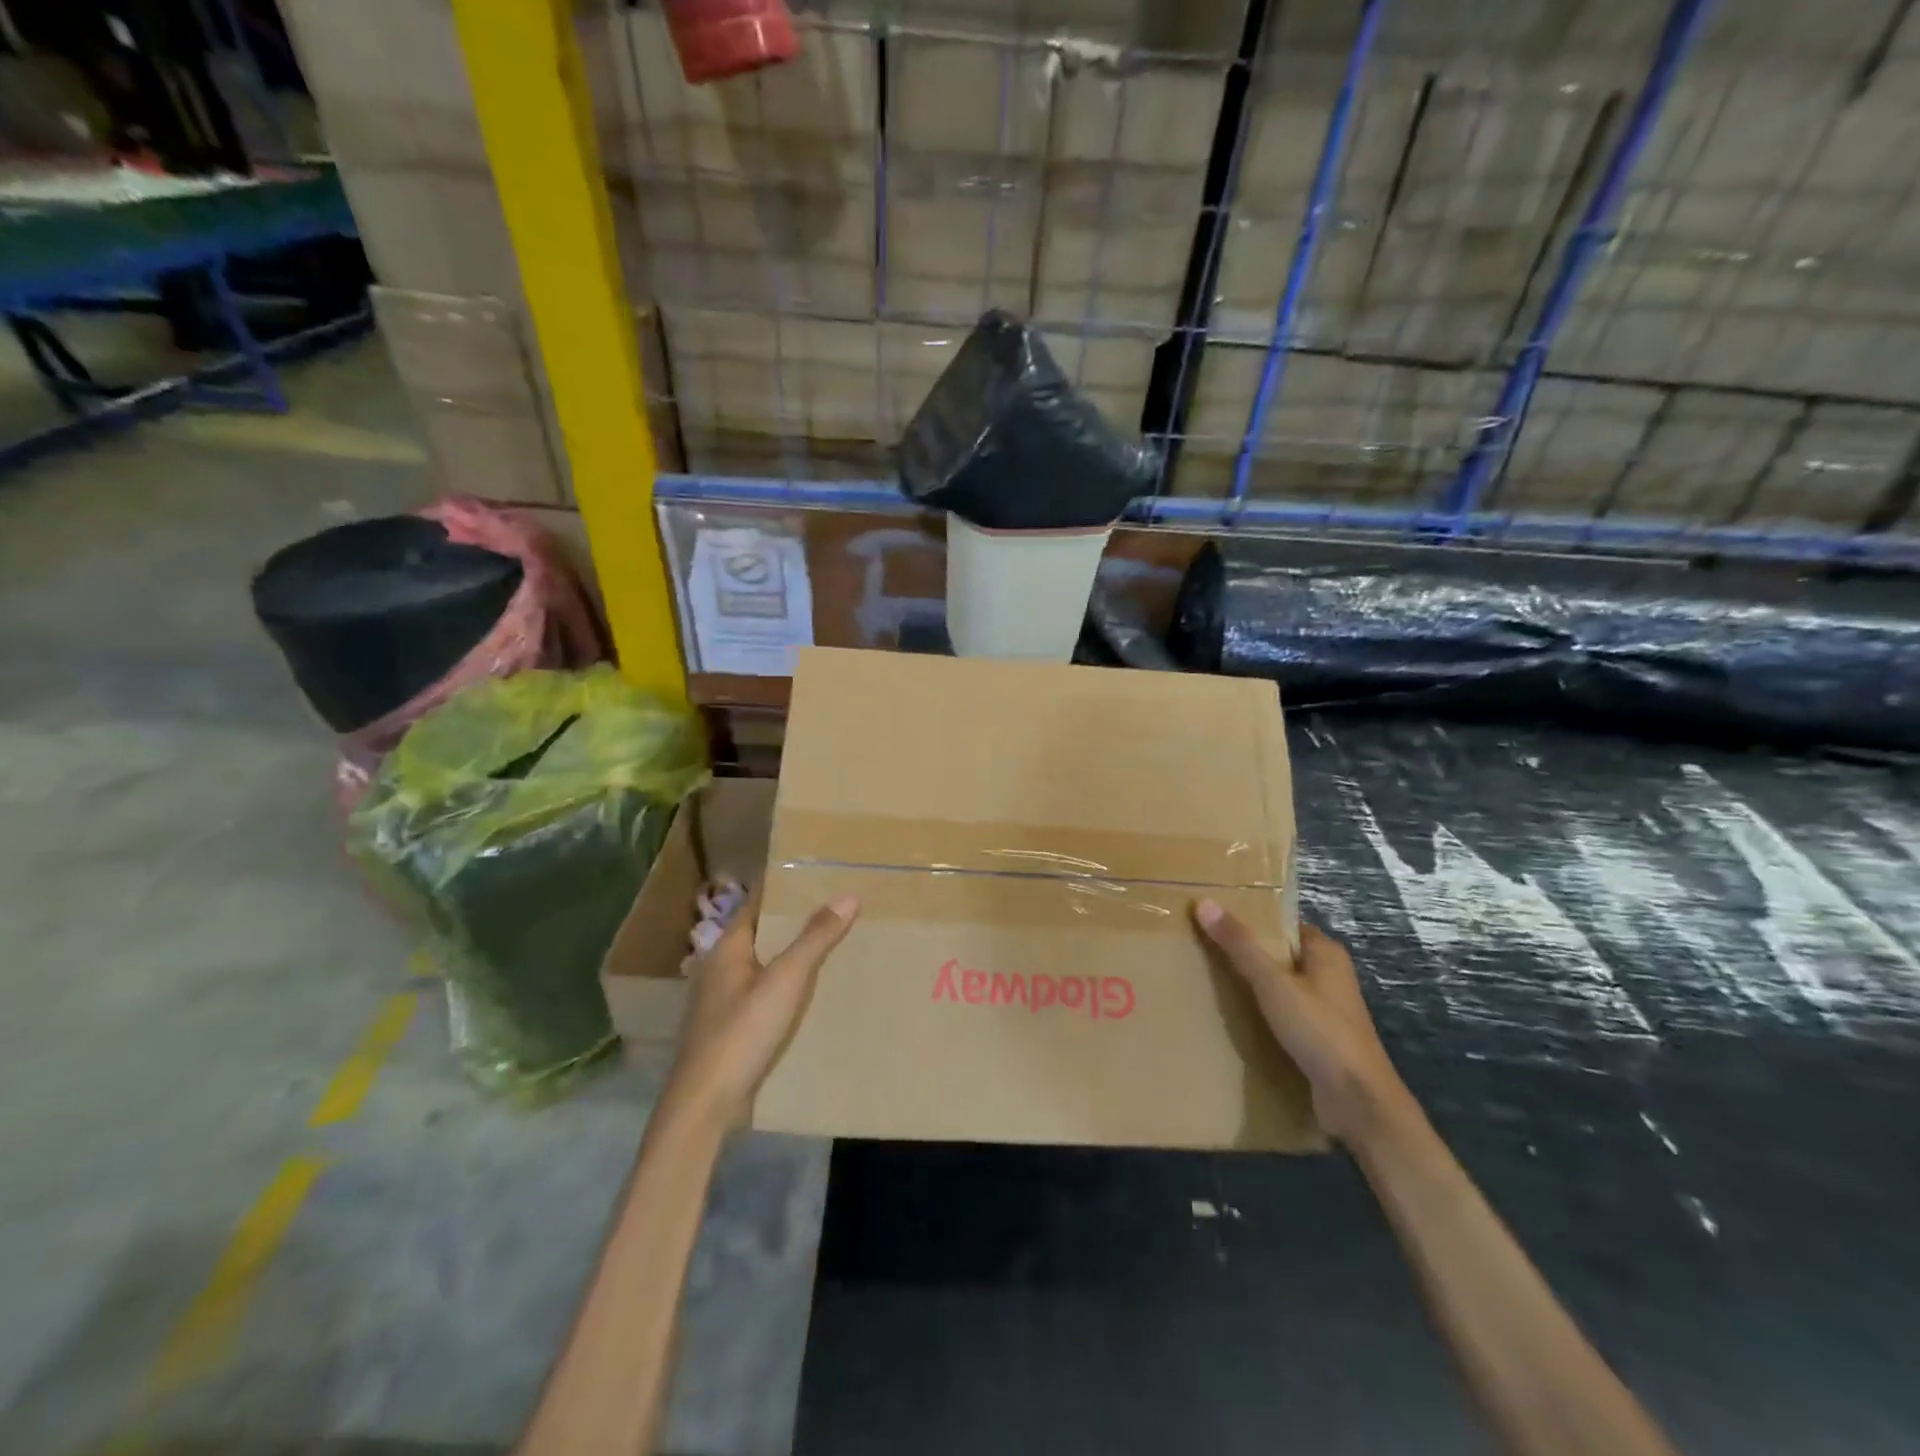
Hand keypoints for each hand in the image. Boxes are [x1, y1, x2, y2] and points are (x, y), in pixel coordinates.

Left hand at [664, 890, 859, 1127]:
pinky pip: (762, 994)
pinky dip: (784, 986)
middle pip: (761, 933)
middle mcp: (720, 967)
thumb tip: (847, 895)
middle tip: (836, 908)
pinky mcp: (728, 1028)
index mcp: (727, 947)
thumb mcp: (785, 981)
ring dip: (790, 955)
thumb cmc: (741, 1033)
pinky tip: (809, 995)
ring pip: (762, 965)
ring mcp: (721, 1000)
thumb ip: (815, 938)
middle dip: (794, 922)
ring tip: (831, 946)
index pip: (757, 903)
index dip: (784, 888)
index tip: (817, 876)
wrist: (705, 1105)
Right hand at [1194, 902, 1409, 1144]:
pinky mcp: (1320, 1037)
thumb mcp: (1273, 983)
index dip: (1250, 918)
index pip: (1281, 924)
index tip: (1212, 918)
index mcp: (1325, 952)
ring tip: (1209, 978)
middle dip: (1245, 952)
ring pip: (1280, 985)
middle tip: (1202, 947)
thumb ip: (1239, 945)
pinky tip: (1233, 1016)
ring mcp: (1325, 1008)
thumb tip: (1204, 902)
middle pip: (1278, 953)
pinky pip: (1283, 1012)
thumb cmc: (1319, 1031)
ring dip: (1251, 984)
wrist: (1358, 1101)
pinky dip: (1261, 1011)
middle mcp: (1329, 974)